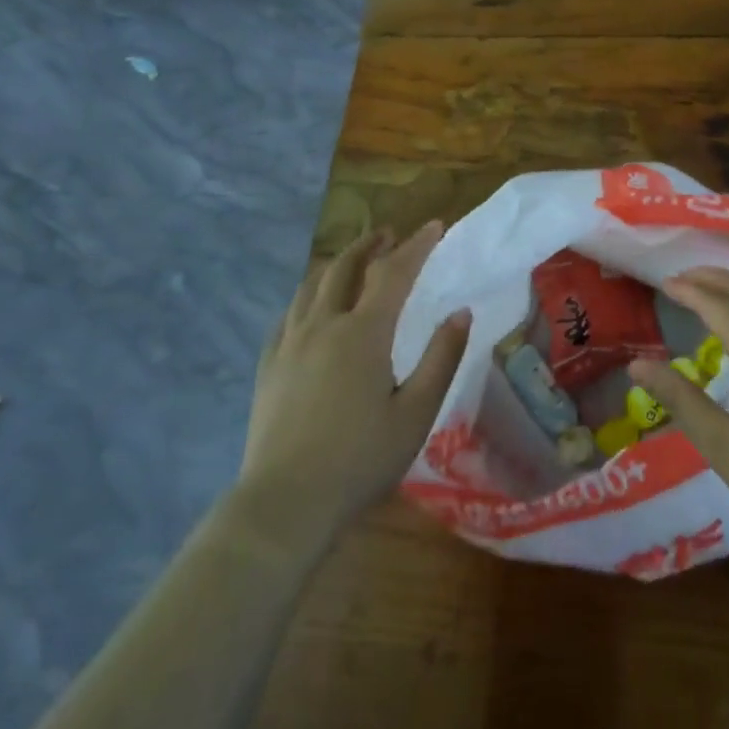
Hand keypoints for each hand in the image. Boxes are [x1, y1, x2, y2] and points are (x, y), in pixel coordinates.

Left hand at [238, 222, 469, 540]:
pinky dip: (308, 296)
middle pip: (346, 267)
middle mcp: (323, 325)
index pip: (394, 272)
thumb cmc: (361, 458)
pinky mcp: (268, 365)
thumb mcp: (417, 412)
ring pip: (312, 285)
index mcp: (363, 333)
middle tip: (388, 235)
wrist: (286, 502)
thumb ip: (442, 357)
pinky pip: (289, 313)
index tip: (434, 226)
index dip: (416, 245)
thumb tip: (460, 312)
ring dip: (337, 264)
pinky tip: (311, 307)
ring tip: (352, 260)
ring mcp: (289, 343)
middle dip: (370, 245)